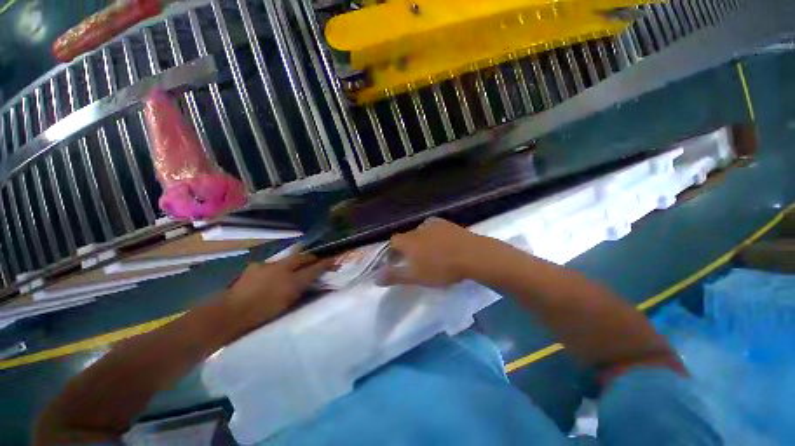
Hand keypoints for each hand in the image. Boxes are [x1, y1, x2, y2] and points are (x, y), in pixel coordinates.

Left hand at [223, 253, 330, 329]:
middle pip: (302, 257)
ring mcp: (268, 265)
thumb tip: (311, 284)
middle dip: (311, 258)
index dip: (325, 263)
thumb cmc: (262, 314)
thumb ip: (301, 292)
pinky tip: (272, 276)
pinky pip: (272, 264)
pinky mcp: (255, 267)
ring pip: (287, 259)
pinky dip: (276, 268)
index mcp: (292, 281)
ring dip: (293, 262)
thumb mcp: (287, 305)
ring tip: (294, 269)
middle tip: (316, 261)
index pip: (314, 268)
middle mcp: (283, 268)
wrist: (230, 314)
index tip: (334, 260)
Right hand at [380, 218, 482, 287]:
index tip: (395, 262)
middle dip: (407, 248)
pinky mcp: (448, 224)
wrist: (472, 255)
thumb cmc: (441, 268)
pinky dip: (434, 236)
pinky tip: (442, 244)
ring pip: (421, 233)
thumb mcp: (415, 276)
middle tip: (414, 261)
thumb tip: (374, 278)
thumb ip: (394, 276)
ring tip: (429, 254)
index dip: (392, 252)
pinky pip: (435, 229)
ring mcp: (434, 224)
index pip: (393, 242)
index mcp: (408, 240)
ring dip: (421, 242)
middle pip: (407, 237)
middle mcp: (418, 228)